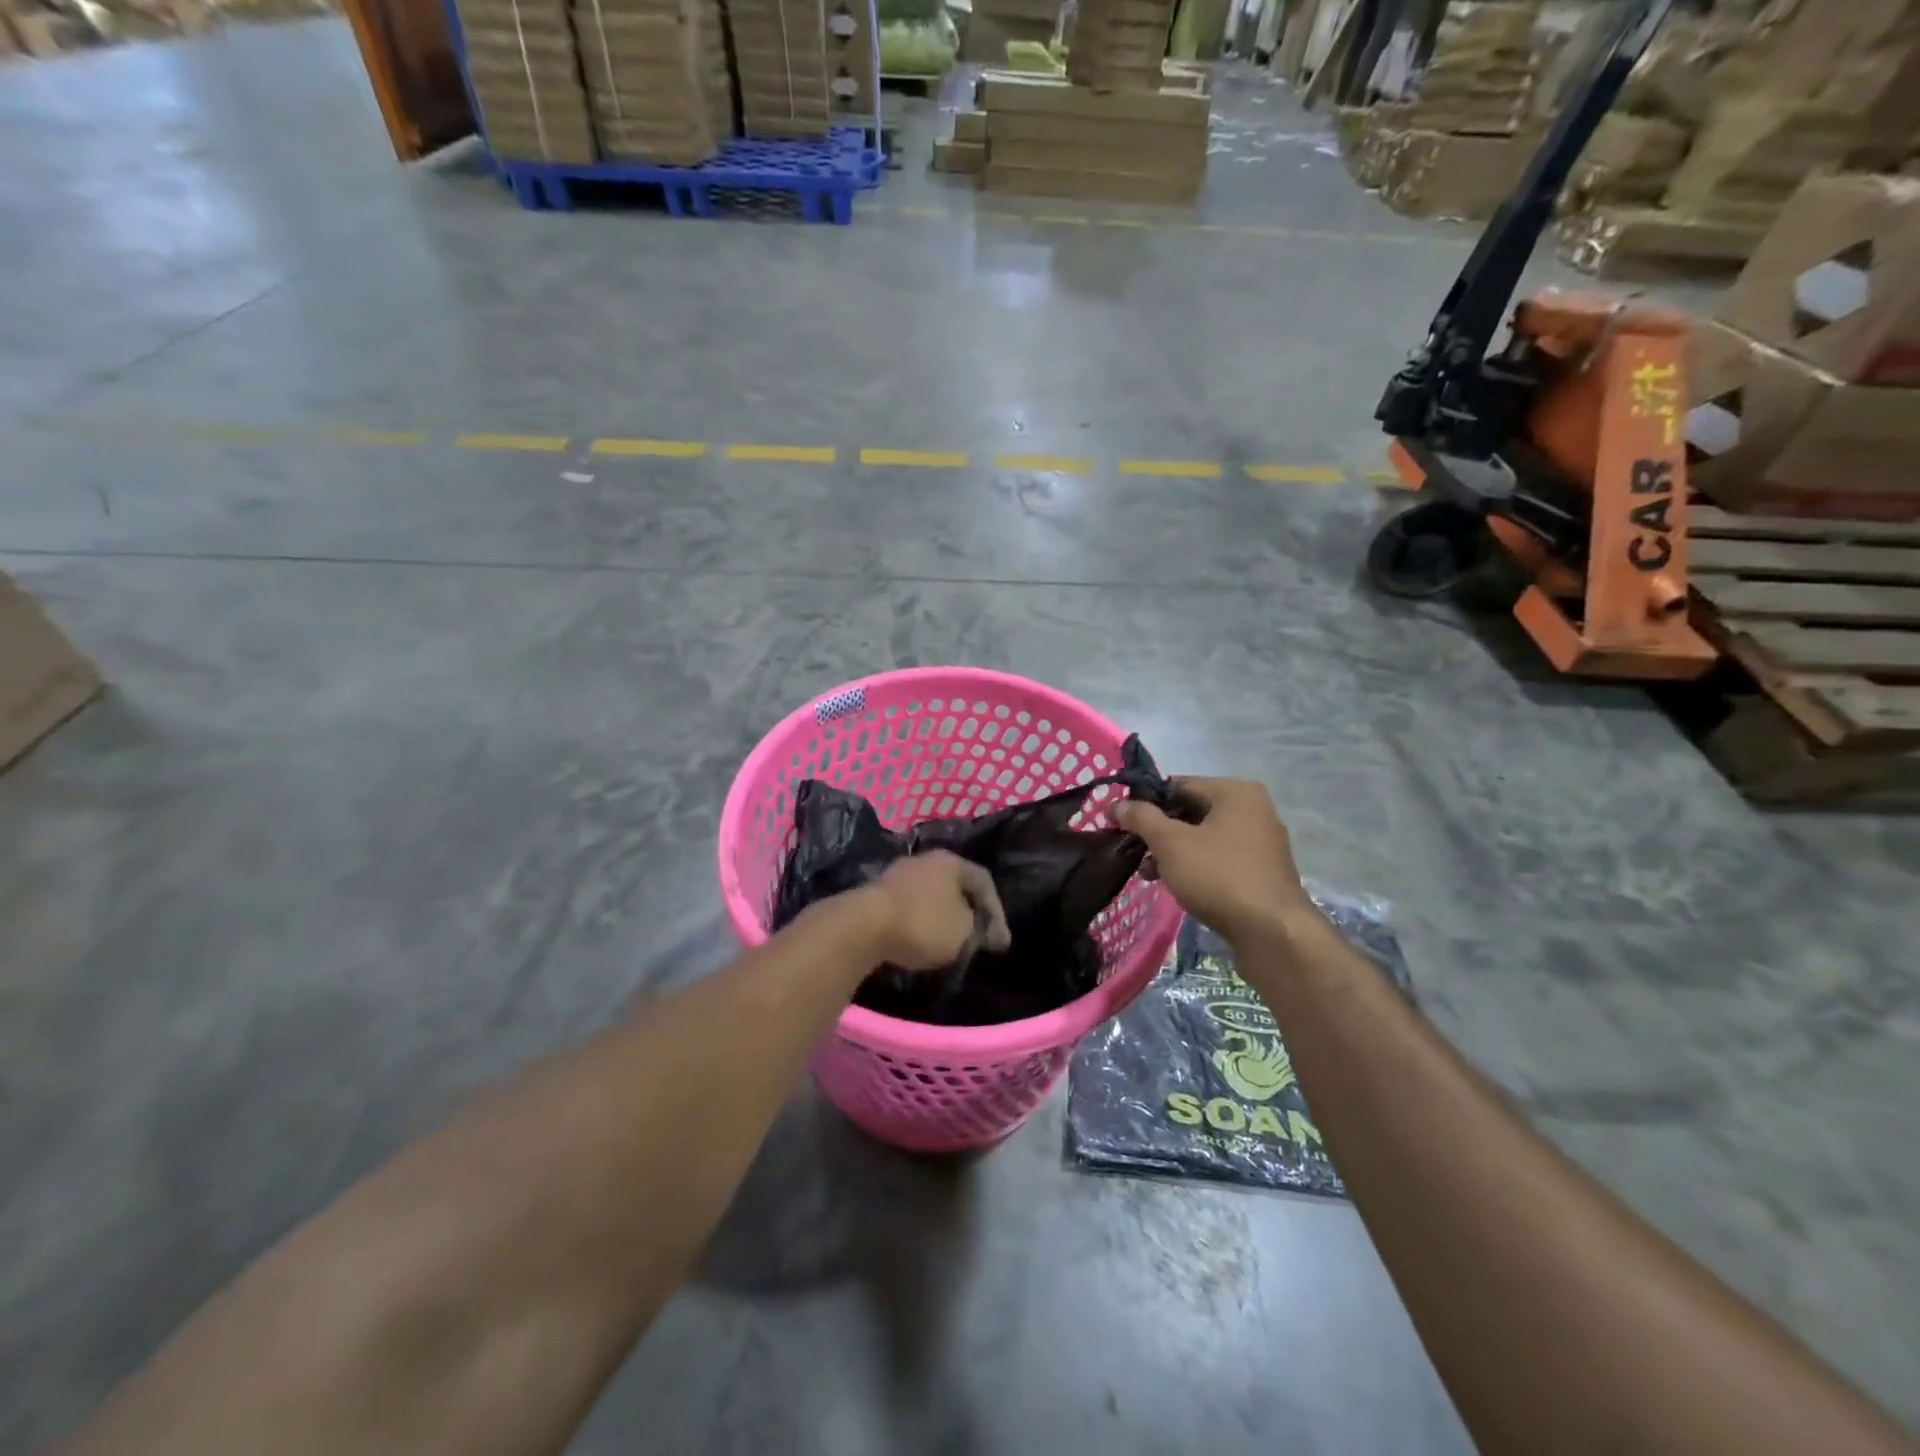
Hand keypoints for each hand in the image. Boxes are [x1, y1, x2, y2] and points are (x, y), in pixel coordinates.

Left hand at [853, 851, 1011, 971]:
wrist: (863, 926)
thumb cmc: (923, 923)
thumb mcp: (964, 932)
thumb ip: (980, 930)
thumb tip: (985, 932)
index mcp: (950, 861)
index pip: (983, 881)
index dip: (997, 911)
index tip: (1000, 941)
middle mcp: (924, 860)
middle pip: (955, 885)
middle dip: (969, 912)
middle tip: (977, 938)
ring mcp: (897, 874)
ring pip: (931, 895)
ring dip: (942, 918)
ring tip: (949, 943)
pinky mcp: (876, 894)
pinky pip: (909, 906)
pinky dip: (920, 922)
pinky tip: (920, 940)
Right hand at [1114, 778, 1311, 943]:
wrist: (1272, 933)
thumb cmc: (1219, 876)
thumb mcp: (1171, 843)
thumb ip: (1141, 818)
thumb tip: (1118, 804)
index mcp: (1235, 792)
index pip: (1178, 785)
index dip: (1145, 802)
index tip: (1120, 822)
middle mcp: (1253, 809)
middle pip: (1191, 810)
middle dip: (1158, 831)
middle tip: (1132, 850)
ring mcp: (1260, 842)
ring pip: (1203, 837)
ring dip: (1173, 851)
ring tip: (1149, 873)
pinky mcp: (1261, 871)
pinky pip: (1219, 858)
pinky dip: (1195, 865)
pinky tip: (1175, 885)